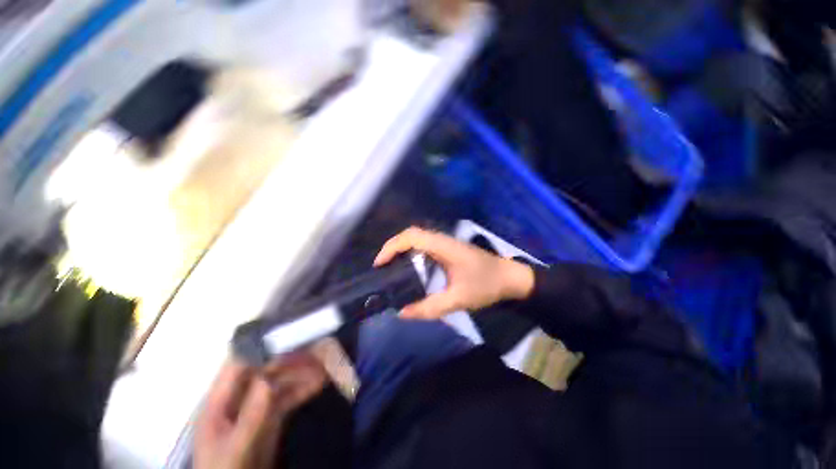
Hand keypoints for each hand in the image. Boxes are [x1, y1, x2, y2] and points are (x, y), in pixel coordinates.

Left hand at [194, 353, 326, 468]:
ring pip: (281, 380)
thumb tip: (269, 377)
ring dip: (302, 372)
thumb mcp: (236, 447)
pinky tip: (320, 382)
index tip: (290, 337)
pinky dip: (304, 388)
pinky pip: (289, 396)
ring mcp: (256, 407)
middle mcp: (239, 397)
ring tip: (325, 365)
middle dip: (292, 358)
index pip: (240, 363)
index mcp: (220, 400)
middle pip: (266, 369)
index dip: (263, 347)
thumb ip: (251, 415)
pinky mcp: (270, 417)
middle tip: (318, 349)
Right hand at [374, 227, 534, 319]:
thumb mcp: (458, 299)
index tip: (380, 264)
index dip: (392, 246)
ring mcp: (445, 244)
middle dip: (392, 248)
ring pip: (416, 239)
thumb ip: (430, 308)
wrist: (509, 278)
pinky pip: (423, 246)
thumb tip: (402, 313)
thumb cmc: (486, 285)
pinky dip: (410, 253)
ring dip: (400, 250)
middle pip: (410, 235)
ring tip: (389, 269)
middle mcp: (442, 240)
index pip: (411, 236)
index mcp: (443, 246)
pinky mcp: (447, 250)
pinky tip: (408, 268)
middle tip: (381, 269)